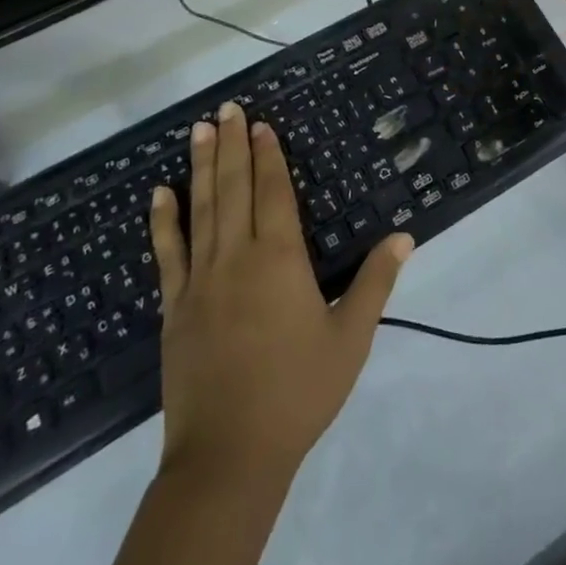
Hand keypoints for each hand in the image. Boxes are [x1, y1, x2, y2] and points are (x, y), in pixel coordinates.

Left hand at [148, 102, 412, 484]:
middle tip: (228, 108)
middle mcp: (237, 257)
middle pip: (235, 189)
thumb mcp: (350, 338)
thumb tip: (404, 235)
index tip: (262, 124)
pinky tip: (160, 193)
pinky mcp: (175, 307)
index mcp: (280, 259)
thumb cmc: (297, 392)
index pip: (274, 192)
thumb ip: (376, 282)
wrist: (229, 456)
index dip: (269, 155)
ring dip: (202, 167)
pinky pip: (167, 253)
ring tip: (200, 130)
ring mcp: (200, 280)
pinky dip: (164, 221)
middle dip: (233, 145)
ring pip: (202, 209)